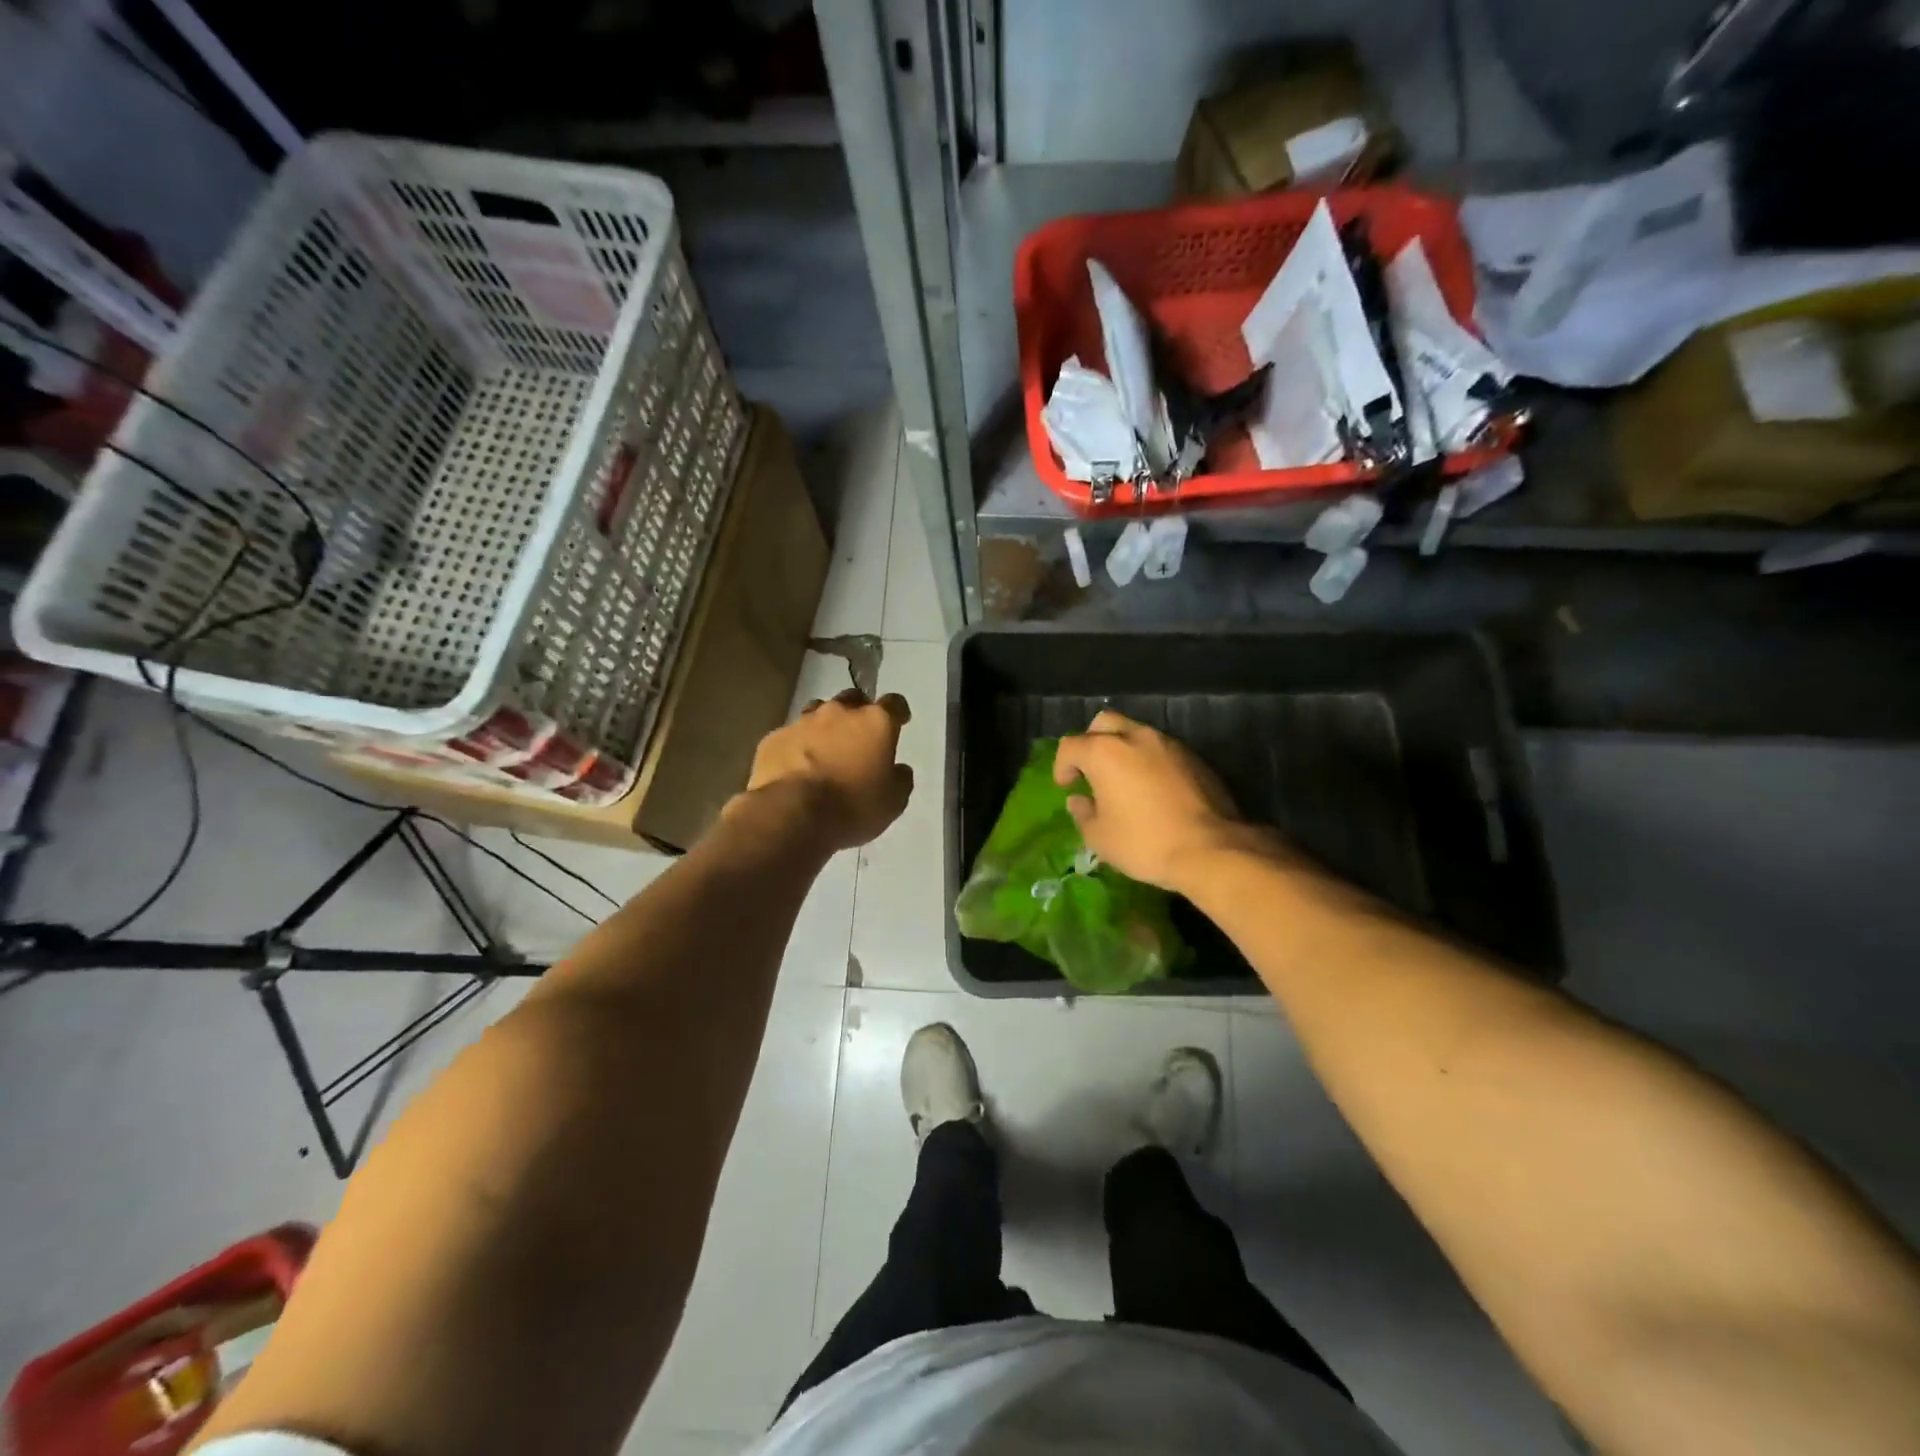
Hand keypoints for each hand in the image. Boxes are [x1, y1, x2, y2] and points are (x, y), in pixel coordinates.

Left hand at [743, 688, 913, 851]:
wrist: (791, 813)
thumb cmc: (852, 806)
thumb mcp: (892, 802)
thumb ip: (900, 780)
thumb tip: (900, 769)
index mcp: (875, 723)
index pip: (894, 703)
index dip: (898, 711)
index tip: (900, 721)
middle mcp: (839, 713)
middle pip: (853, 700)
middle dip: (858, 713)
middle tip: (858, 736)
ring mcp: (803, 722)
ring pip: (818, 712)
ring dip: (825, 726)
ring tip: (825, 750)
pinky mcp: (774, 738)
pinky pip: (790, 736)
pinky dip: (797, 746)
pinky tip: (796, 767)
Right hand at [1053, 711, 1257, 893]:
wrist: (1211, 849)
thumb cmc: (1144, 842)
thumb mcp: (1100, 837)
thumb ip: (1083, 813)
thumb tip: (1079, 800)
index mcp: (1105, 752)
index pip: (1071, 745)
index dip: (1062, 765)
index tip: (1066, 786)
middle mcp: (1136, 737)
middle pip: (1104, 723)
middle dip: (1091, 742)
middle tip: (1092, 771)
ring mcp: (1169, 744)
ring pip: (1136, 733)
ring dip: (1123, 750)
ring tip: (1124, 781)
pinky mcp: (1194, 757)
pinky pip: (1161, 750)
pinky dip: (1149, 762)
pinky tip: (1153, 790)